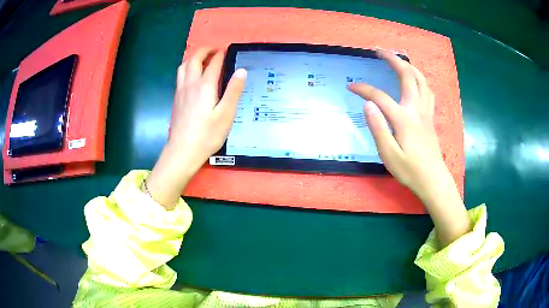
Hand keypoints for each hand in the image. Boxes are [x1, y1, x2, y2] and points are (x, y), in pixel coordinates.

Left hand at [146, 47, 246, 209]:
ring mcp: (181, 91)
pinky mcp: (176, 100)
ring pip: (184, 67)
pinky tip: (192, 77)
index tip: (227, 50)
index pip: (213, 63)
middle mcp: (190, 84)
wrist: (183, 151)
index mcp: (205, 86)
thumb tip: (242, 71)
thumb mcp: (226, 114)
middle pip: (194, 60)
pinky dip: (187, 68)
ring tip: (202, 60)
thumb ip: (234, 90)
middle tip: (214, 50)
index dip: (220, 55)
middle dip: (204, 51)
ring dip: (193, 58)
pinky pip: (180, 76)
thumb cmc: (207, 135)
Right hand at [348, 50, 443, 199]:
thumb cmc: (410, 171)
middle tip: (380, 51)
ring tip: (398, 60)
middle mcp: (416, 110)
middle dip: (393, 60)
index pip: (379, 97)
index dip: (363, 90)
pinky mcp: (430, 118)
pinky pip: (428, 91)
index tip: (350, 87)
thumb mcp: (389, 155)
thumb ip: (378, 128)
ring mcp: (426, 112)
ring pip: (422, 80)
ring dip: (409, 66)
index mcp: (404, 118)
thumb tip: (368, 105)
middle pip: (407, 76)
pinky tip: (416, 81)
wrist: (433, 180)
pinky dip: (420, 80)